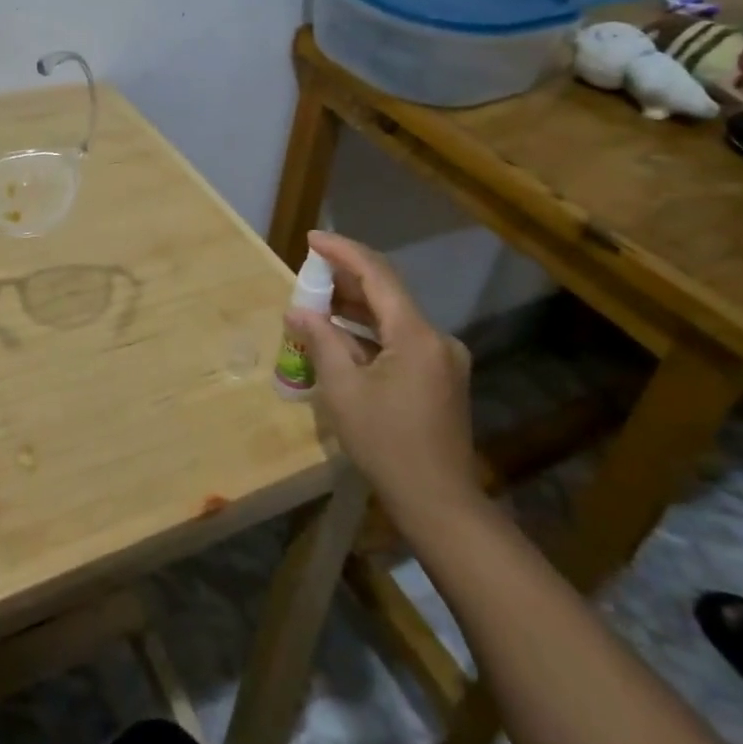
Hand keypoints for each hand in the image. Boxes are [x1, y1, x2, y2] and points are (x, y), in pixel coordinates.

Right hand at [286, 231, 477, 509]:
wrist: (439, 504)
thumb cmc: (386, 444)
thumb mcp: (343, 390)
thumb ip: (321, 341)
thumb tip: (298, 311)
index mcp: (416, 334)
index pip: (377, 275)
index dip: (343, 252)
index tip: (311, 239)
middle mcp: (436, 337)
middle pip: (388, 292)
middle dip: (346, 279)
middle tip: (308, 272)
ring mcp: (443, 358)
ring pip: (394, 317)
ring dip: (356, 307)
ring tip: (317, 301)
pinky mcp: (441, 377)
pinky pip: (401, 339)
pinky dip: (371, 332)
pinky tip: (342, 337)